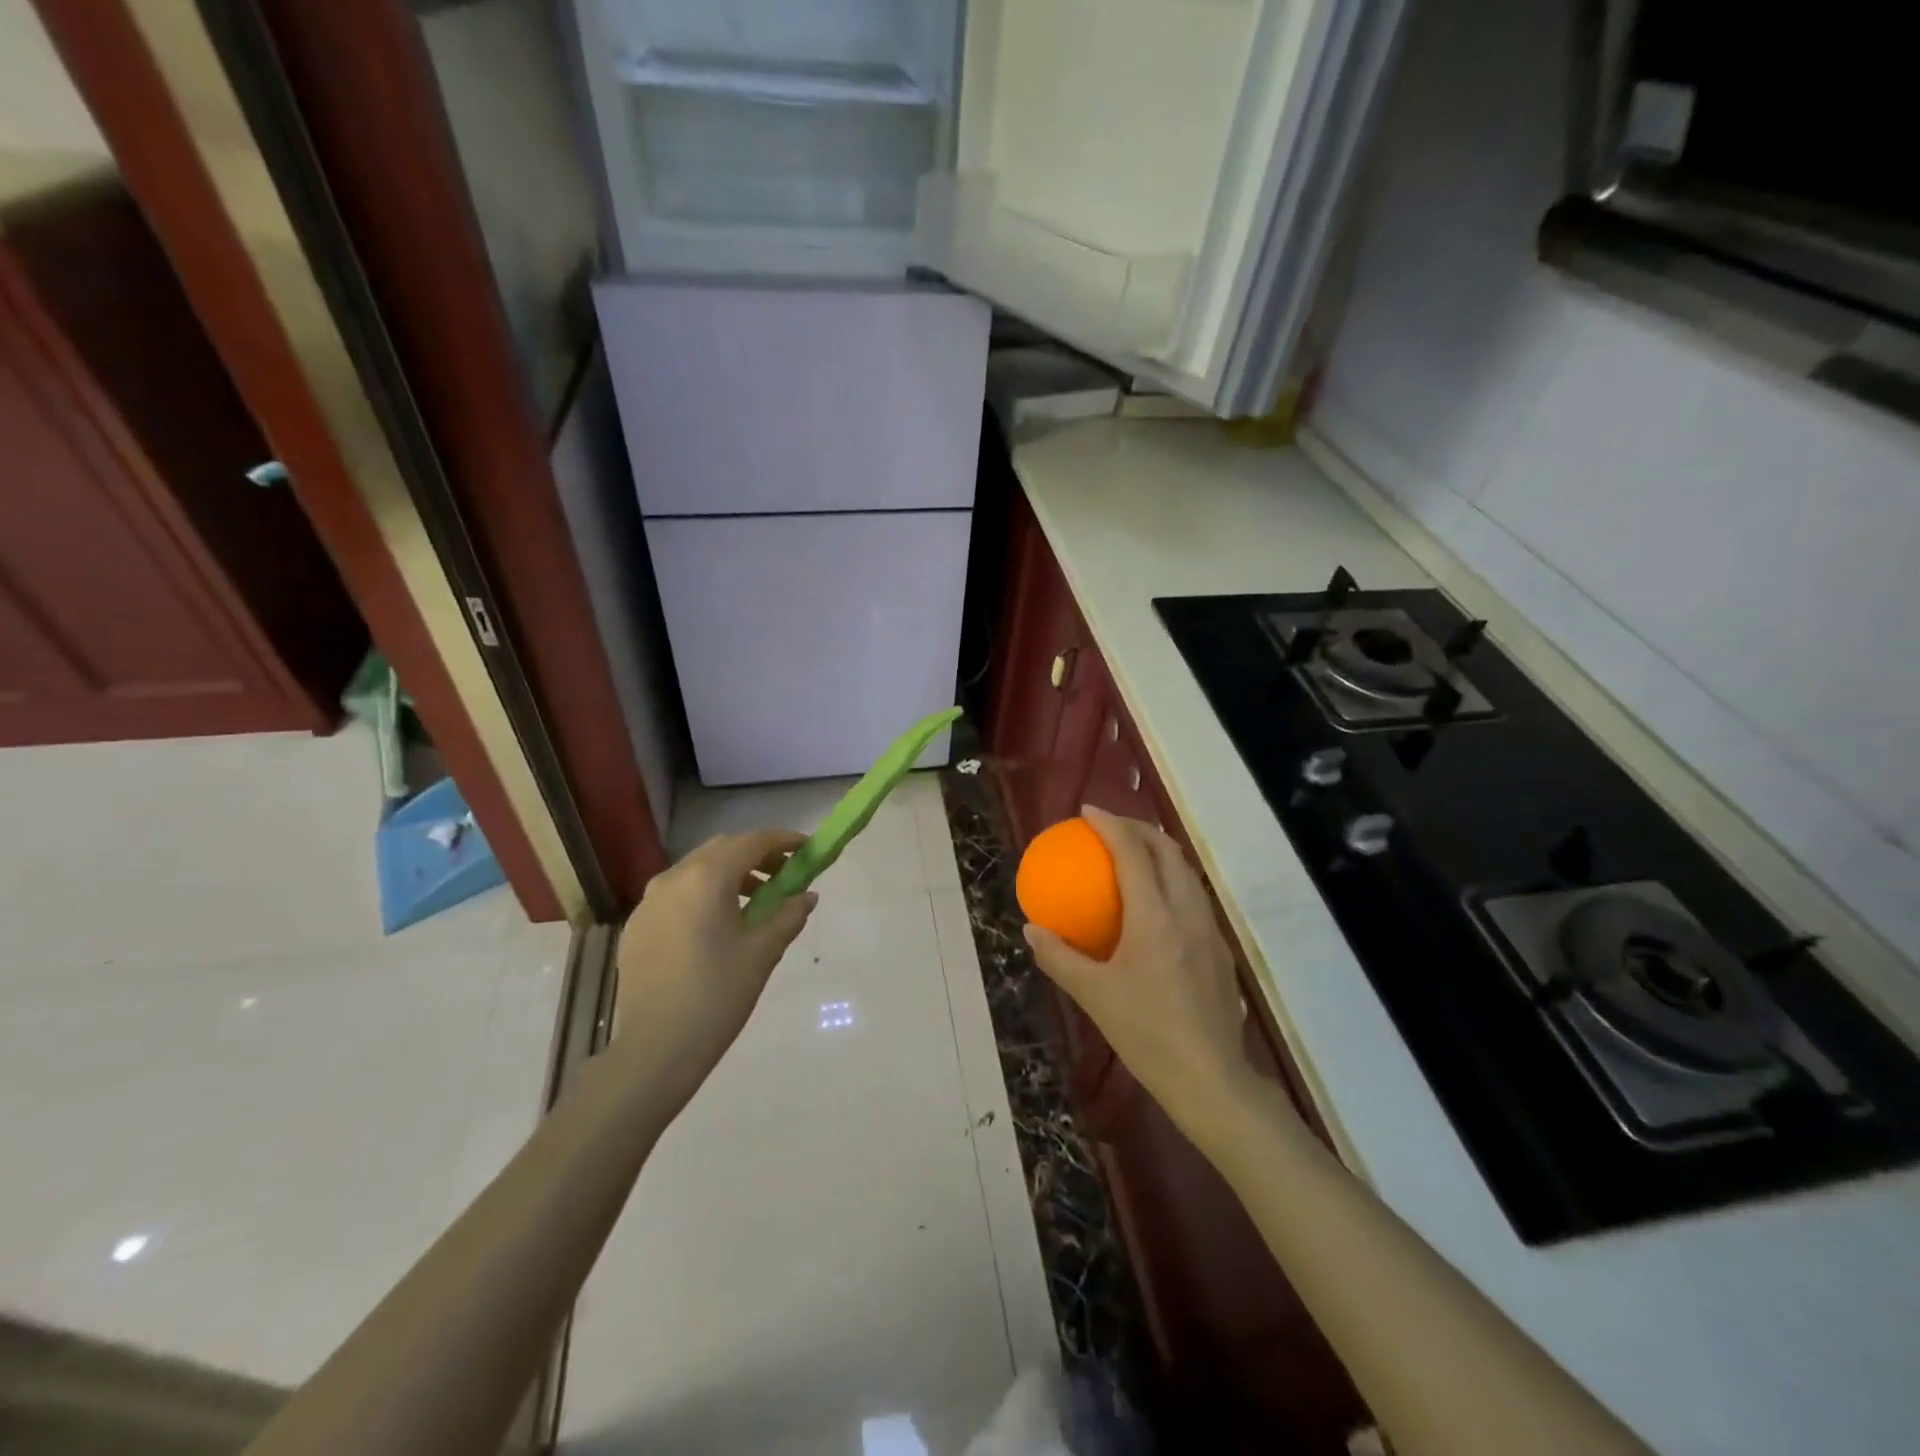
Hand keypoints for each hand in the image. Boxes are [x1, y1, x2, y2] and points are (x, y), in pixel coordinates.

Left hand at [612, 829, 816, 1106]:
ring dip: (730, 874)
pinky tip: (719, 924)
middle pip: (722, 849)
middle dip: (757, 855)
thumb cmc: (717, 996)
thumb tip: (807, 896)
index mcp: (706, 879)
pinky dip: (704, 894)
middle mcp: (673, 878)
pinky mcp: (637, 925)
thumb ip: (788, 915)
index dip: (783, 841)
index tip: (807, 849)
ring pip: (697, 870)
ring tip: (756, 901)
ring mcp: (649, 901)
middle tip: (785, 874)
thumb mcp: (762, 953)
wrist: (655, 1049)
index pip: (752, 842)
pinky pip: (677, 893)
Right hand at [1024, 807, 1263, 1138]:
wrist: (1210, 1079)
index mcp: (1155, 917)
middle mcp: (1186, 912)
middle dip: (1139, 829)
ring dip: (1160, 852)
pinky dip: (1171, 881)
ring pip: (1186, 873)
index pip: (1133, 853)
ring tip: (1133, 854)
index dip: (1111, 825)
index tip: (1088, 811)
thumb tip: (1032, 929)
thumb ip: (1059, 957)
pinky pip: (1193, 897)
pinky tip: (1155, 904)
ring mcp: (1209, 930)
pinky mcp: (1218, 950)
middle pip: (1168, 852)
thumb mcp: (1093, 995)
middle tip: (1110, 828)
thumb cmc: (1147, 1033)